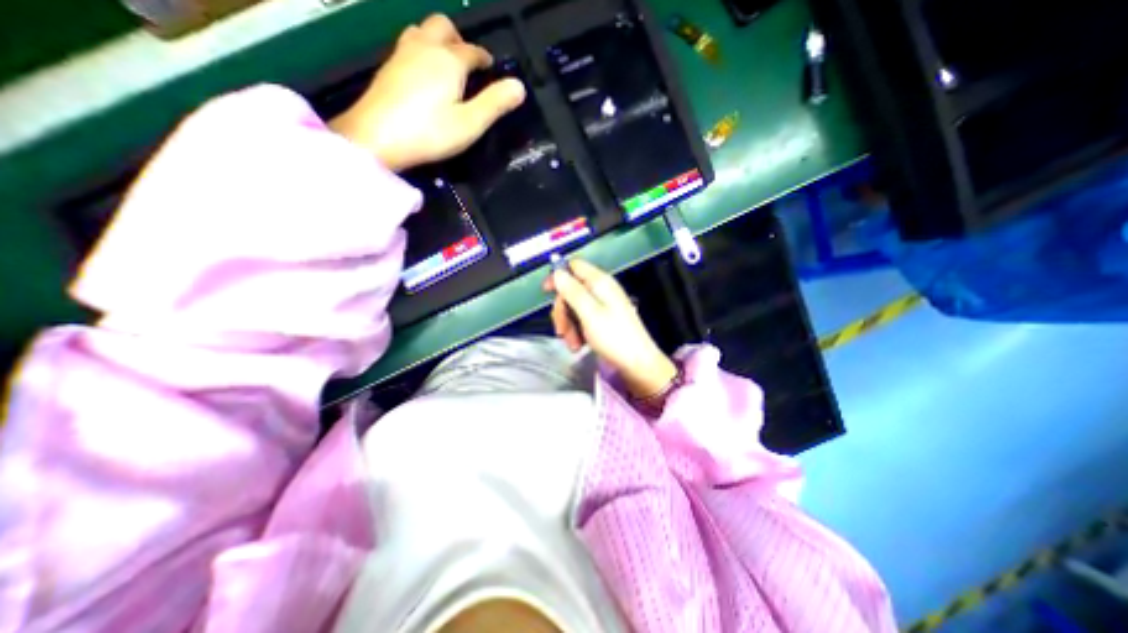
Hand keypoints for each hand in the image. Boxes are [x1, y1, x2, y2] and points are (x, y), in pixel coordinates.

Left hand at [329, 12, 526, 169]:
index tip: (493, 70)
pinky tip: (424, 75)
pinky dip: (422, 51)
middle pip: (443, 26)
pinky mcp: (387, 68)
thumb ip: (495, 104)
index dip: (485, 59)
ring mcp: (402, 54)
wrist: (377, 137)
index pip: (473, 51)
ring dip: (438, 41)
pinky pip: (408, 45)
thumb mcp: (470, 123)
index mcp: (449, 60)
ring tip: (447, 66)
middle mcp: (425, 47)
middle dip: (460, 40)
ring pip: (422, 30)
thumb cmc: (430, 132)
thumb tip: (520, 86)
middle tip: (469, 64)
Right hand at [546, 261, 677, 397]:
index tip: (546, 292)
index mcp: (600, 282)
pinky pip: (582, 319)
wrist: (637, 363)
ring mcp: (602, 306)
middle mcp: (601, 290)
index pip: (574, 266)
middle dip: (563, 311)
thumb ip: (572, 291)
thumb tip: (557, 272)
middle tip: (561, 331)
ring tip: (573, 344)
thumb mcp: (589, 313)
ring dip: (568, 326)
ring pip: (574, 308)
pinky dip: (577, 331)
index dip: (558, 276)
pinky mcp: (602, 320)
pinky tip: (578, 345)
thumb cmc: (613, 337)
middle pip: (571, 291)